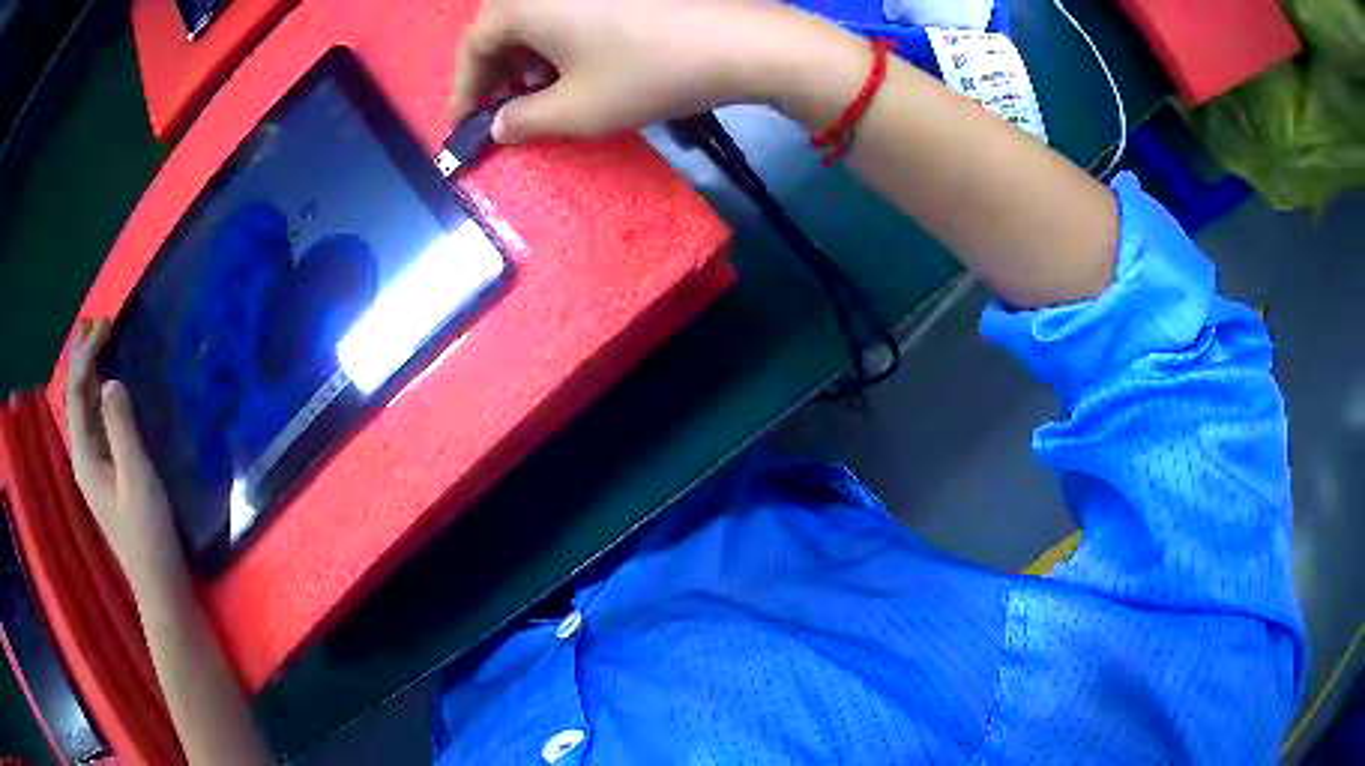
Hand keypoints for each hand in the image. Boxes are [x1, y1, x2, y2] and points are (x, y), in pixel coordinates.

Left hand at [65, 320, 183, 587]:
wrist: (159, 582)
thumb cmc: (147, 532)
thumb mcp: (137, 478)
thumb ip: (121, 428)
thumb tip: (112, 380)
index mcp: (85, 455)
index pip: (78, 393)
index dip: (86, 356)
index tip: (105, 325)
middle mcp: (84, 456)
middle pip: (77, 398)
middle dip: (83, 359)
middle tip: (98, 323)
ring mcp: (95, 467)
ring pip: (86, 410)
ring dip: (91, 374)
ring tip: (101, 343)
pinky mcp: (108, 474)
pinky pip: (98, 423)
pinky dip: (101, 396)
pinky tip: (109, 387)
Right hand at [449, 0, 784, 142]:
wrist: (740, 41)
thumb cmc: (647, 73)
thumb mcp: (576, 110)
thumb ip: (523, 121)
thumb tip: (499, 125)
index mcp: (524, 2)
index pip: (474, 44)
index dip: (464, 88)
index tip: (465, 124)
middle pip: (502, 24)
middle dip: (496, 70)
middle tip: (505, 109)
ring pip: (537, 15)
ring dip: (529, 54)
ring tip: (545, 90)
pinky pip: (569, 8)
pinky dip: (560, 37)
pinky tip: (580, 63)